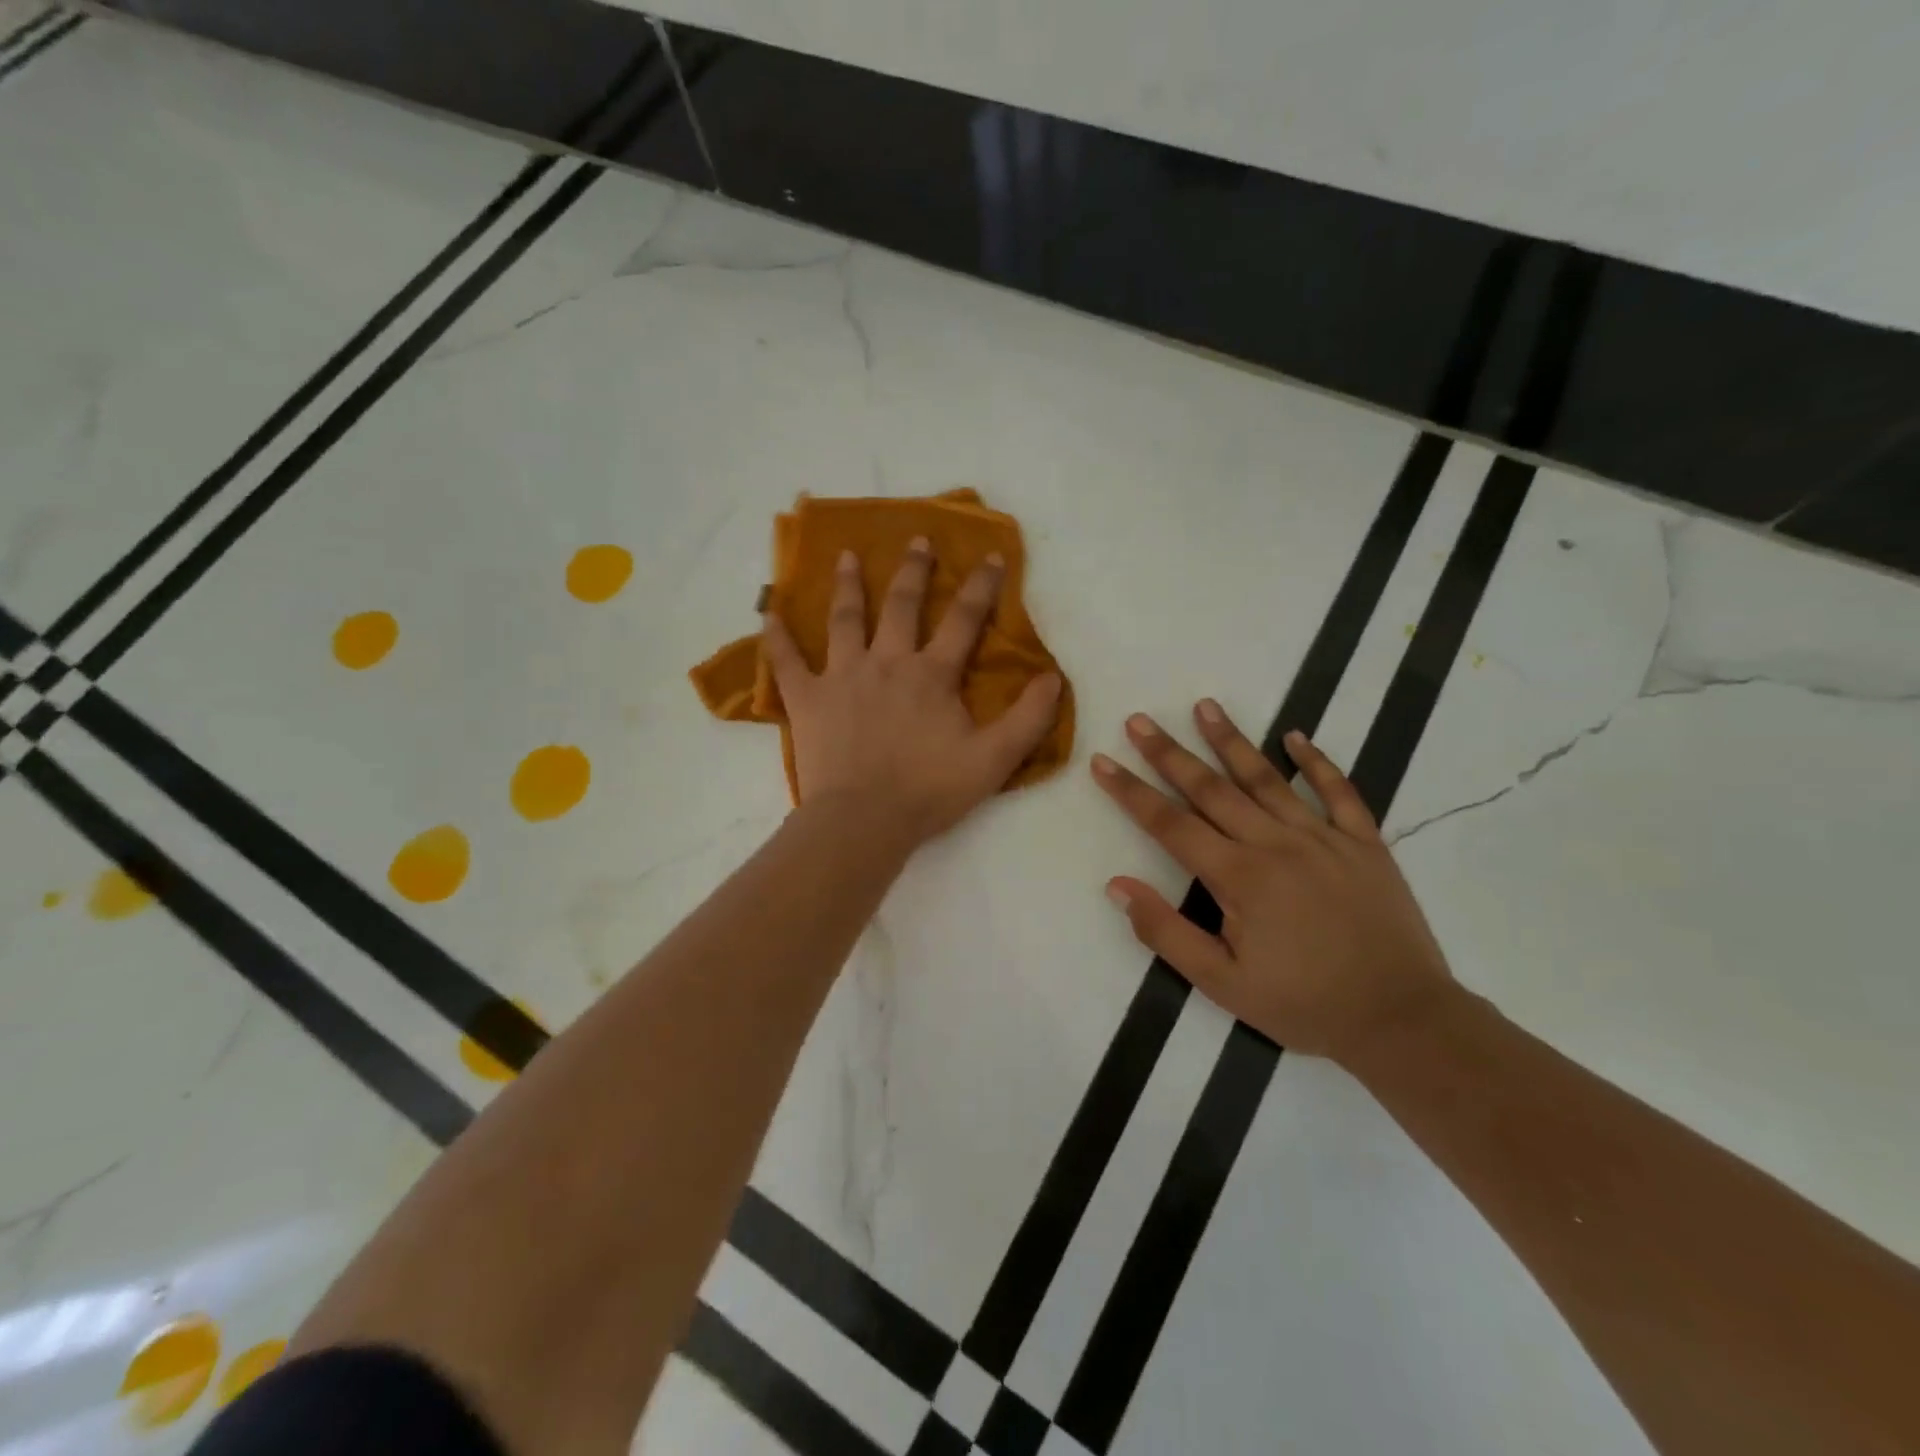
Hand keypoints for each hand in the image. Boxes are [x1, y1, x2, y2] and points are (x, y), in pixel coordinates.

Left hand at [763, 539, 1062, 847]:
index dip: (981, 586)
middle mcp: (887, 662)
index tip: (992, 556)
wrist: (864, 820)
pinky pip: (787, 661)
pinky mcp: (808, 699)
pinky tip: (767, 611)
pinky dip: (776, 635)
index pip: (963, 620)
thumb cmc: (929, 791)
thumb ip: (1028, 718)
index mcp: (932, 674)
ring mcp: (843, 676)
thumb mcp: (994, 759)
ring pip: (845, 619)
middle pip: (902, 605)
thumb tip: (1053, 677)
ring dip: (848, 585)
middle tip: (918, 539)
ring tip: (847, 556)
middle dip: (914, 570)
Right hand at [1092, 701, 1454, 1063]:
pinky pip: (1339, 792)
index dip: (1131, 792)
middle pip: (1211, 789)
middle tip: (1139, 720)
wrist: (1402, 1020)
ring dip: (1232, 740)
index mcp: (1239, 877)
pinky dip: (1318, 762)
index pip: (1170, 824)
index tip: (1102, 762)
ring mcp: (1324, 838)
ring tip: (1205, 706)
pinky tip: (1296, 736)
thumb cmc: (1303, 1005)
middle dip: (1169, 753)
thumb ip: (1166, 932)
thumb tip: (1117, 885)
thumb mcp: (1222, 983)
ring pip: (1267, 778)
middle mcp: (1276, 844)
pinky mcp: (1364, 844)